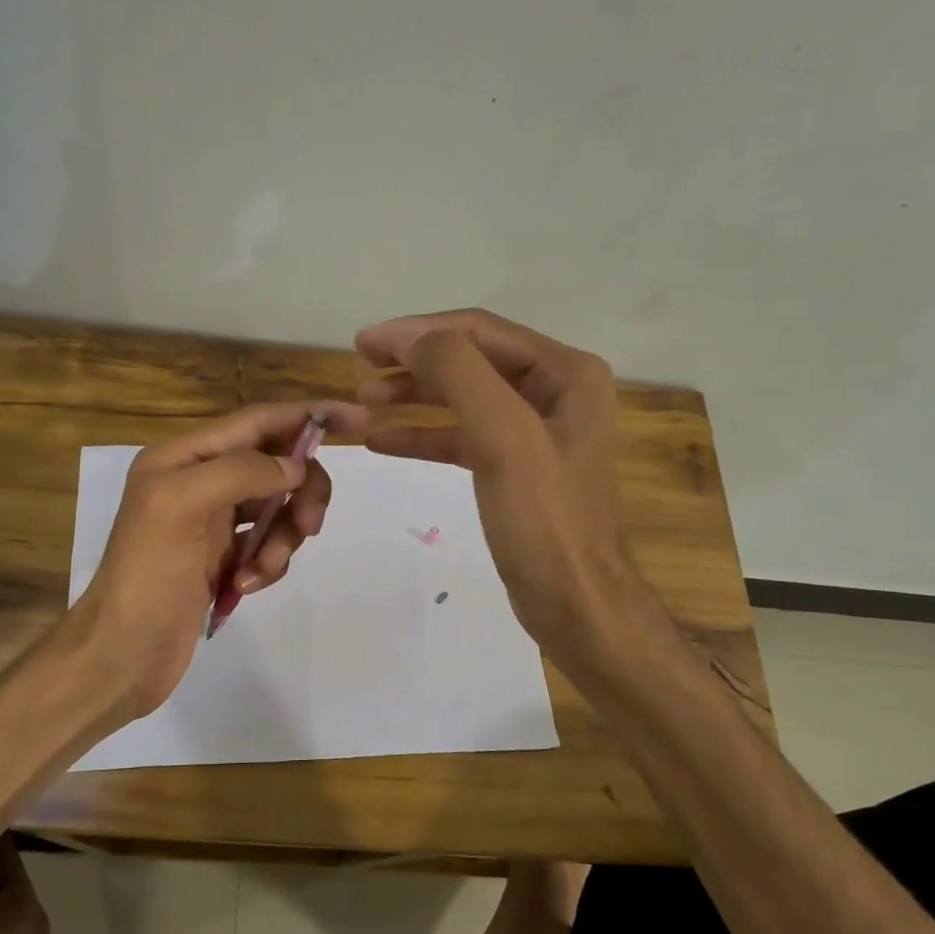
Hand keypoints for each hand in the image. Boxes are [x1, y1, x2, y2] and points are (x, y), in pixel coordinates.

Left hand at [71, 400, 367, 721]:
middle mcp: (200, 481)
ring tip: (260, 571)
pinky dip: (267, 564)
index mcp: (184, 458)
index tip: (359, 420)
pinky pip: (267, 546)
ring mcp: (213, 523)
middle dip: (301, 492)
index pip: (259, 421)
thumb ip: (240, 472)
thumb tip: (295, 466)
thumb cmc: (146, 577)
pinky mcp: (223, 559)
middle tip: (311, 526)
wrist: (121, 655)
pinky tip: (243, 587)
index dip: (309, 415)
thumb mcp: (181, 507)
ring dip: (283, 538)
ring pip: (278, 509)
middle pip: (277, 466)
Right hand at [356, 309, 647, 666]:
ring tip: (364, 404)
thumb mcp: (503, 437)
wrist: (575, 602)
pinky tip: (383, 441)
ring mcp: (535, 431)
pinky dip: (423, 435)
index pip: (479, 331)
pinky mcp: (516, 468)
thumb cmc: (544, 519)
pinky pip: (463, 437)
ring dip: (413, 397)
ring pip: (462, 398)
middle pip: (470, 360)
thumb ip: (458, 373)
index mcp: (566, 373)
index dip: (417, 331)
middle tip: (359, 372)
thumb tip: (410, 339)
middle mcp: (556, 392)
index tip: (363, 343)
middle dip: (413, 363)